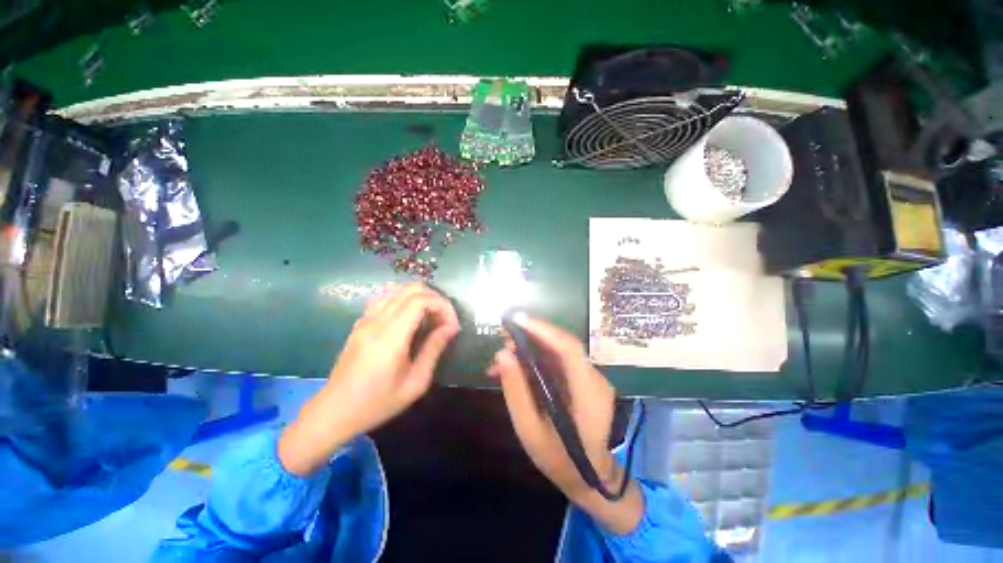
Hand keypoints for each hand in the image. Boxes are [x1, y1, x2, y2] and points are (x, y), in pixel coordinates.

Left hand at [279, 283, 459, 475]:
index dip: (442, 306)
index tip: (452, 325)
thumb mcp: (415, 383)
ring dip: (420, 297)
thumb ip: (433, 350)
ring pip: (397, 289)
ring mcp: (365, 319)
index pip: (421, 300)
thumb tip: (450, 328)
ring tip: (430, 316)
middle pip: (411, 289)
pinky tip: (410, 317)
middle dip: (435, 299)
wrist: (334, 412)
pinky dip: (404, 299)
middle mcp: (376, 321)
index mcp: (390, 336)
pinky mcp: (360, 322)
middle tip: (444, 320)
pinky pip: (385, 298)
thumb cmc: (377, 403)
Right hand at [488, 315, 642, 533]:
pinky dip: (537, 358)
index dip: (543, 330)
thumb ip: (516, 392)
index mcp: (588, 394)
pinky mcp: (584, 379)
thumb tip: (501, 354)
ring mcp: (592, 378)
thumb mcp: (530, 431)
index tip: (516, 320)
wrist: (590, 477)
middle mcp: (595, 379)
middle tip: (503, 336)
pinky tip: (518, 365)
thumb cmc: (559, 460)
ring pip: (559, 350)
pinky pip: (559, 361)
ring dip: (531, 347)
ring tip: (504, 354)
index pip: (568, 349)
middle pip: (564, 345)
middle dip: (532, 335)